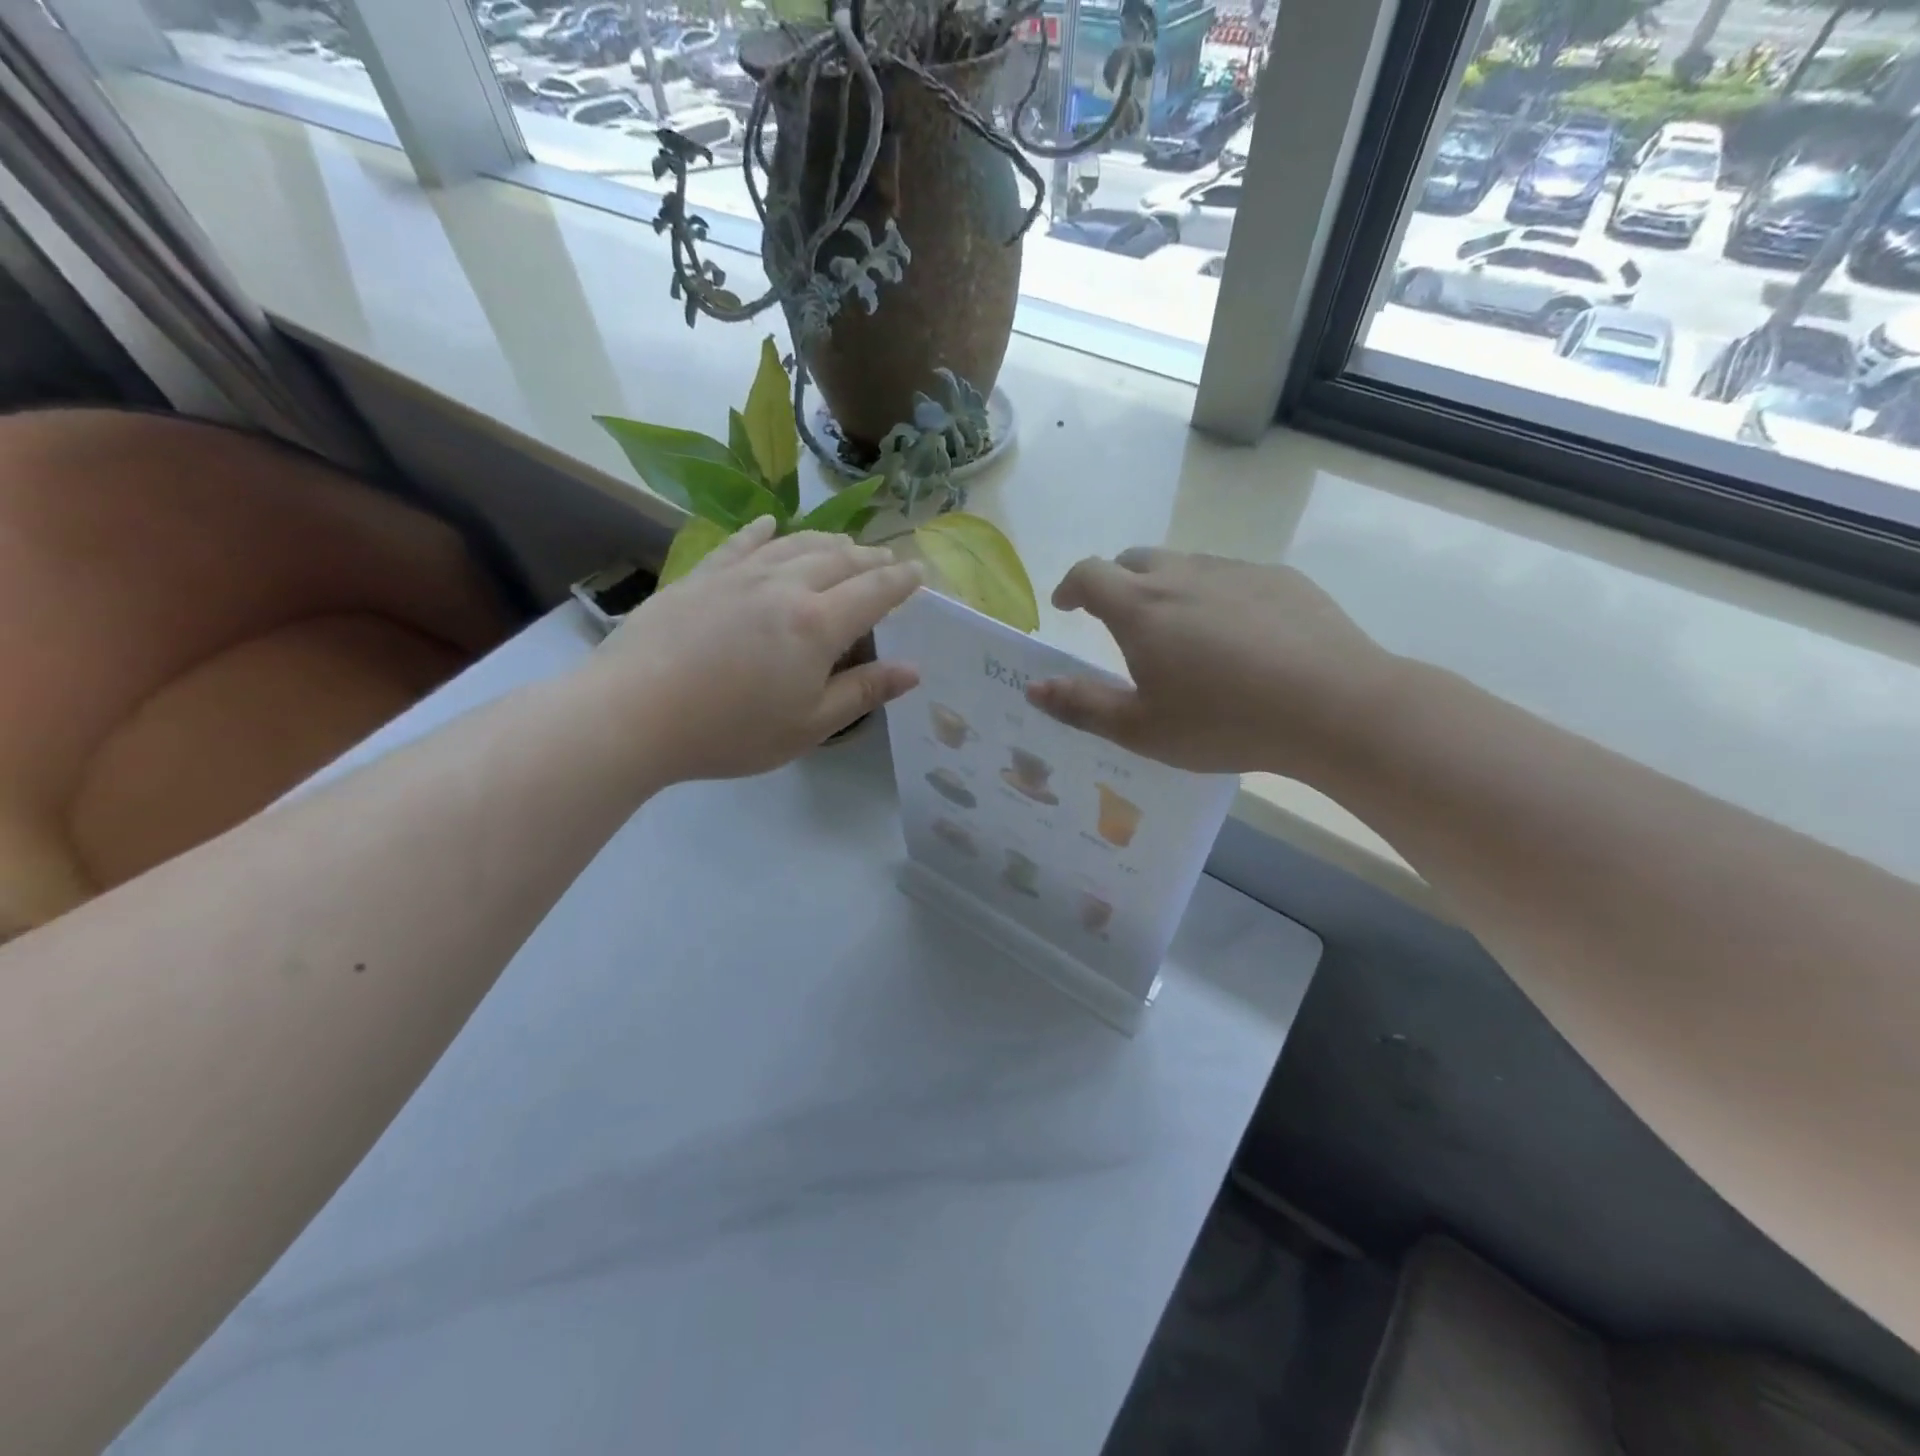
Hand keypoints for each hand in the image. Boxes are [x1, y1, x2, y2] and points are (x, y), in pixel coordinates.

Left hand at [591, 518, 922, 782]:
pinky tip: (770, 525)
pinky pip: (741, 543)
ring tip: (844, 544)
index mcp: (818, 624)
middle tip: (887, 562)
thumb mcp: (809, 725)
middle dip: (870, 559)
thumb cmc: (730, 730)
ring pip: (795, 544)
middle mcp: (785, 586)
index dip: (901, 582)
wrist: (633, 712)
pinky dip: (763, 532)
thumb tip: (913, 671)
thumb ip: (863, 693)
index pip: (874, 592)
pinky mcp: (700, 576)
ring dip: (827, 541)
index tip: (919, 572)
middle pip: (839, 560)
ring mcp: (739, 575)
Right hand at [1025, 548, 1398, 778]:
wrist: (1334, 706)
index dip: (1070, 586)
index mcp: (1141, 608)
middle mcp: (1183, 575)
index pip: (1089, 574)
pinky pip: (1231, 577)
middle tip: (1118, 620)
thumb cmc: (1225, 722)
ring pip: (1185, 565)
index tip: (1065, 606)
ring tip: (1179, 631)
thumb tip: (1034, 688)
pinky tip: (1238, 636)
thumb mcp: (1141, 729)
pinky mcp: (1280, 578)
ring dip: (1166, 588)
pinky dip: (1214, 595)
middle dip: (1116, 582)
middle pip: (1135, 560)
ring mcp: (1235, 571)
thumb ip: (1082, 706)